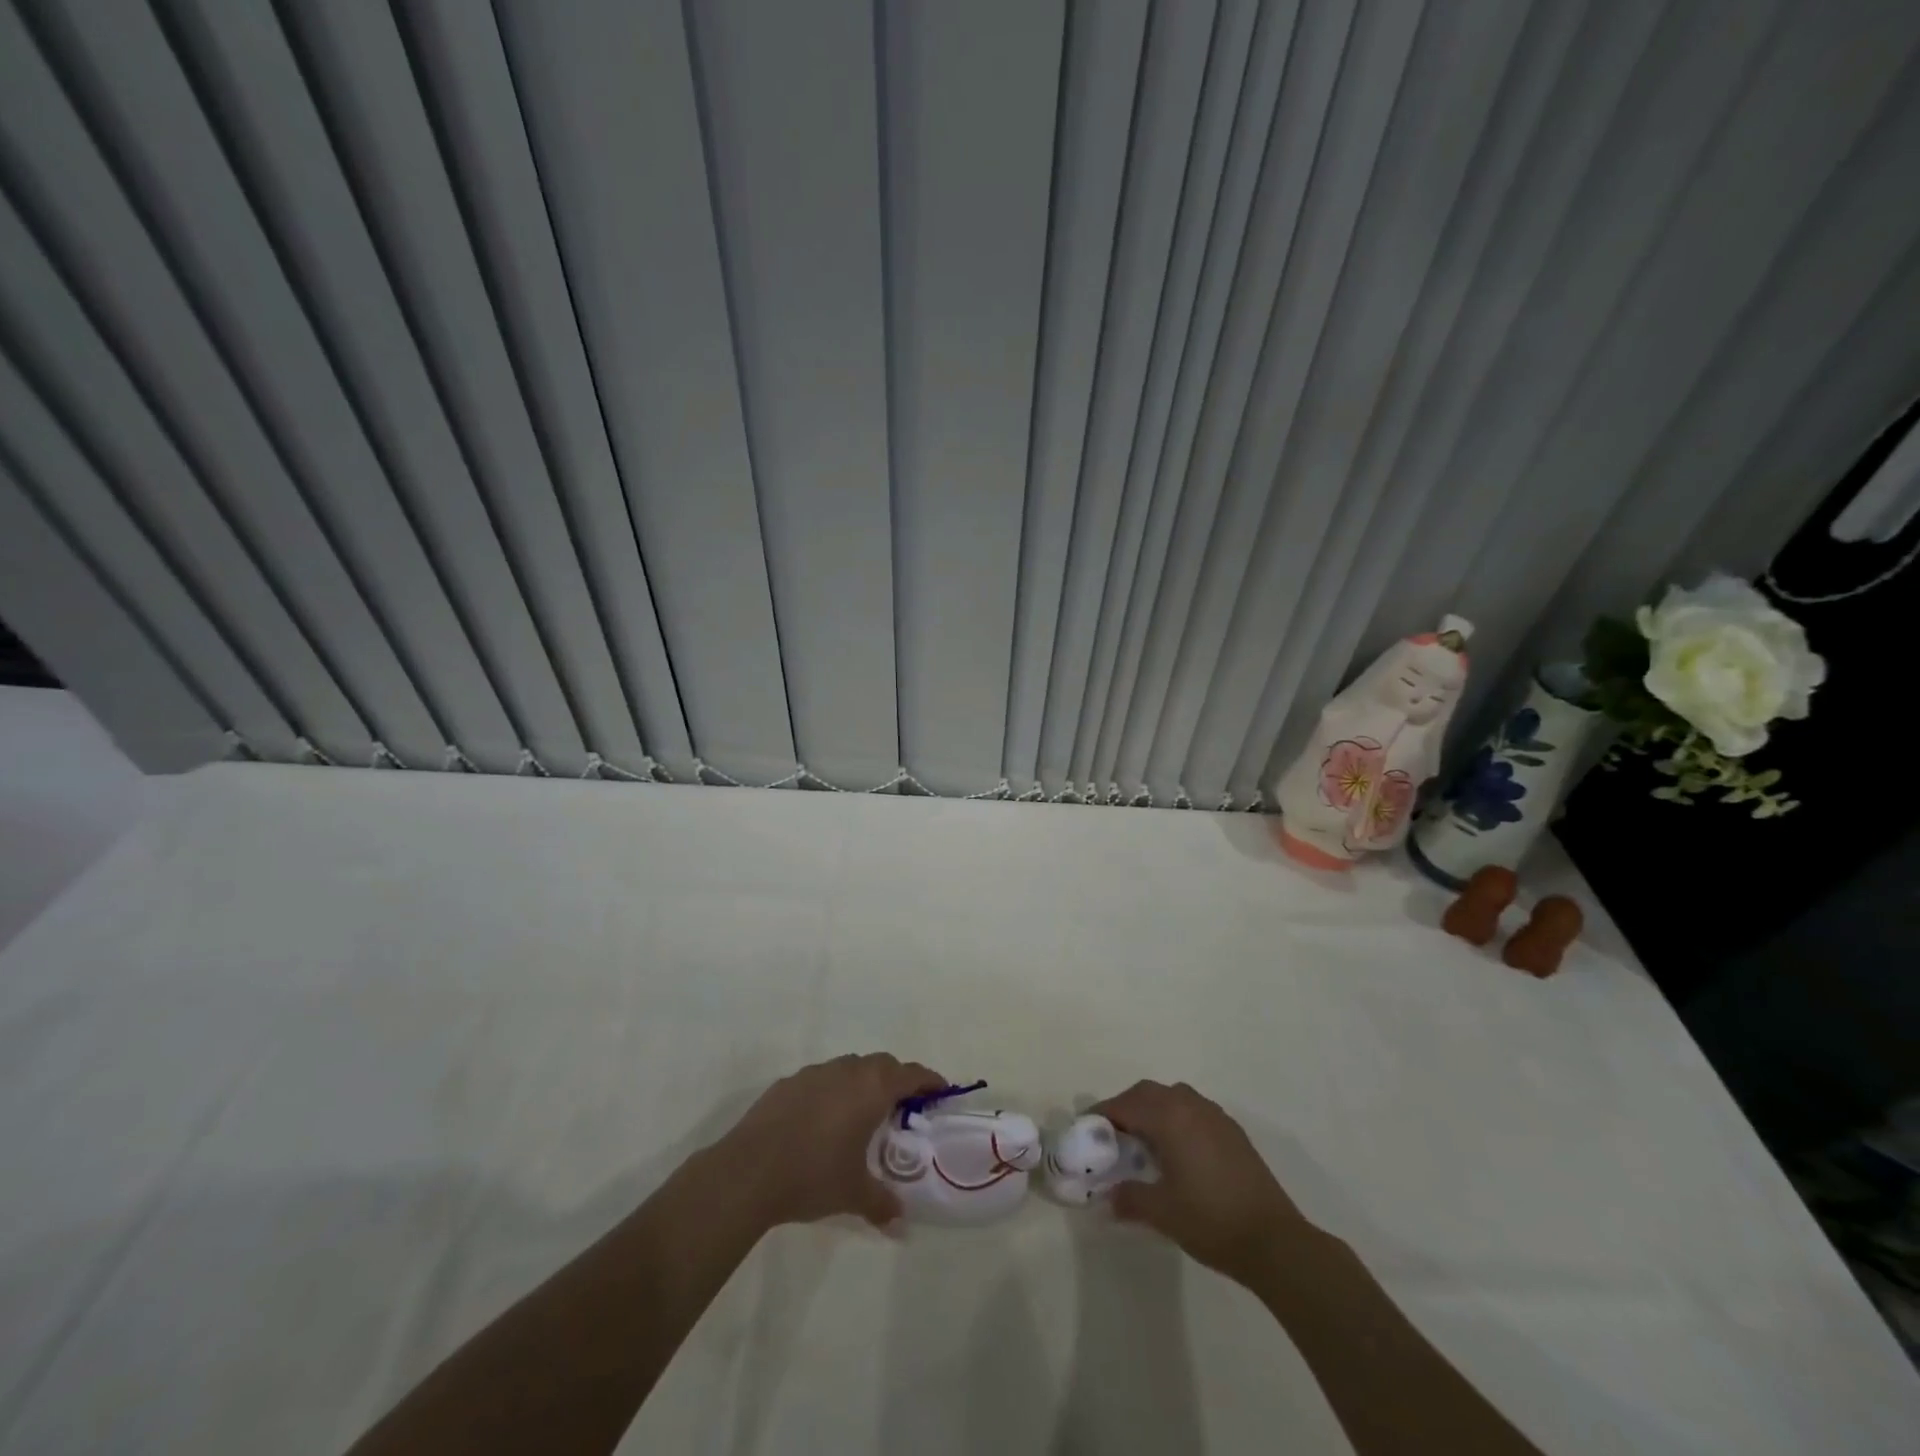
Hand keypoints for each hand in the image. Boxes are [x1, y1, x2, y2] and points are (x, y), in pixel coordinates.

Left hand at [715, 1053, 943, 1231]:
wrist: (749, 1171)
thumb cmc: (813, 1175)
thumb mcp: (854, 1194)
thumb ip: (882, 1203)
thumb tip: (900, 1221)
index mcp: (872, 1089)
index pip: (911, 1074)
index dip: (929, 1080)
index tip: (940, 1090)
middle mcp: (847, 1071)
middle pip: (882, 1064)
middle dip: (896, 1079)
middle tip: (902, 1106)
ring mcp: (815, 1073)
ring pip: (850, 1067)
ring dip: (862, 1082)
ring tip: (861, 1114)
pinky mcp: (788, 1082)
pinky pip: (821, 1079)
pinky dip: (831, 1091)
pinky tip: (821, 1121)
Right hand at [1094, 1080, 1311, 1286]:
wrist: (1274, 1241)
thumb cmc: (1211, 1220)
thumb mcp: (1162, 1212)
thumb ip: (1130, 1198)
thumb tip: (1109, 1198)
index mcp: (1169, 1117)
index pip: (1125, 1105)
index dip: (1103, 1115)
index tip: (1087, 1129)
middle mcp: (1190, 1106)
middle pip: (1148, 1093)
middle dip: (1126, 1107)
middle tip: (1112, 1134)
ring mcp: (1215, 1116)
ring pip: (1173, 1097)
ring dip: (1153, 1109)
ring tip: (1144, 1140)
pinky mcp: (1232, 1132)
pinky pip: (1194, 1110)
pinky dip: (1177, 1118)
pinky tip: (1177, 1150)